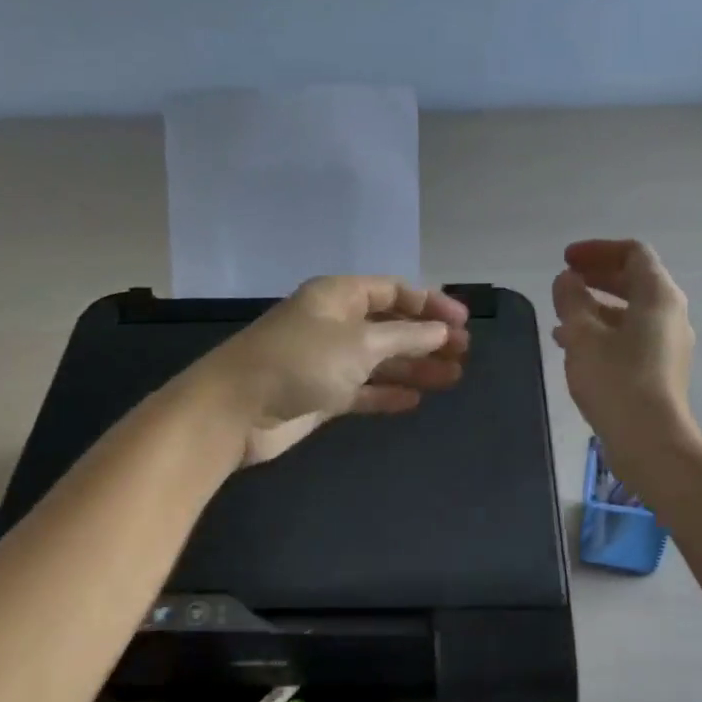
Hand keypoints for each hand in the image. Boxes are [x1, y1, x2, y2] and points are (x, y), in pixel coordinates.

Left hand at [194, 276, 470, 466]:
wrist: (236, 410)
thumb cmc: (300, 362)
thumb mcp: (359, 343)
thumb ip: (405, 337)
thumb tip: (441, 332)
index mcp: (338, 296)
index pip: (393, 291)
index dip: (430, 303)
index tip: (464, 323)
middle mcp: (334, 324)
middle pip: (390, 326)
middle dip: (427, 338)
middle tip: (464, 354)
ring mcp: (327, 361)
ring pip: (380, 360)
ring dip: (415, 367)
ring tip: (453, 379)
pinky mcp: (321, 395)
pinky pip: (363, 390)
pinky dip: (388, 394)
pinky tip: (416, 400)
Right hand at [551, 239, 697, 480]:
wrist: (649, 441)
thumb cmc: (616, 381)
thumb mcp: (582, 336)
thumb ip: (571, 300)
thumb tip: (567, 280)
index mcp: (658, 296)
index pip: (632, 253)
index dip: (597, 251)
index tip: (566, 260)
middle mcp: (670, 314)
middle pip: (634, 281)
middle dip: (596, 277)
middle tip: (564, 281)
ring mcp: (668, 344)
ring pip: (630, 313)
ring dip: (595, 308)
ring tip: (560, 318)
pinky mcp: (660, 371)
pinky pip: (630, 338)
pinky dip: (603, 333)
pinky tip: (574, 349)